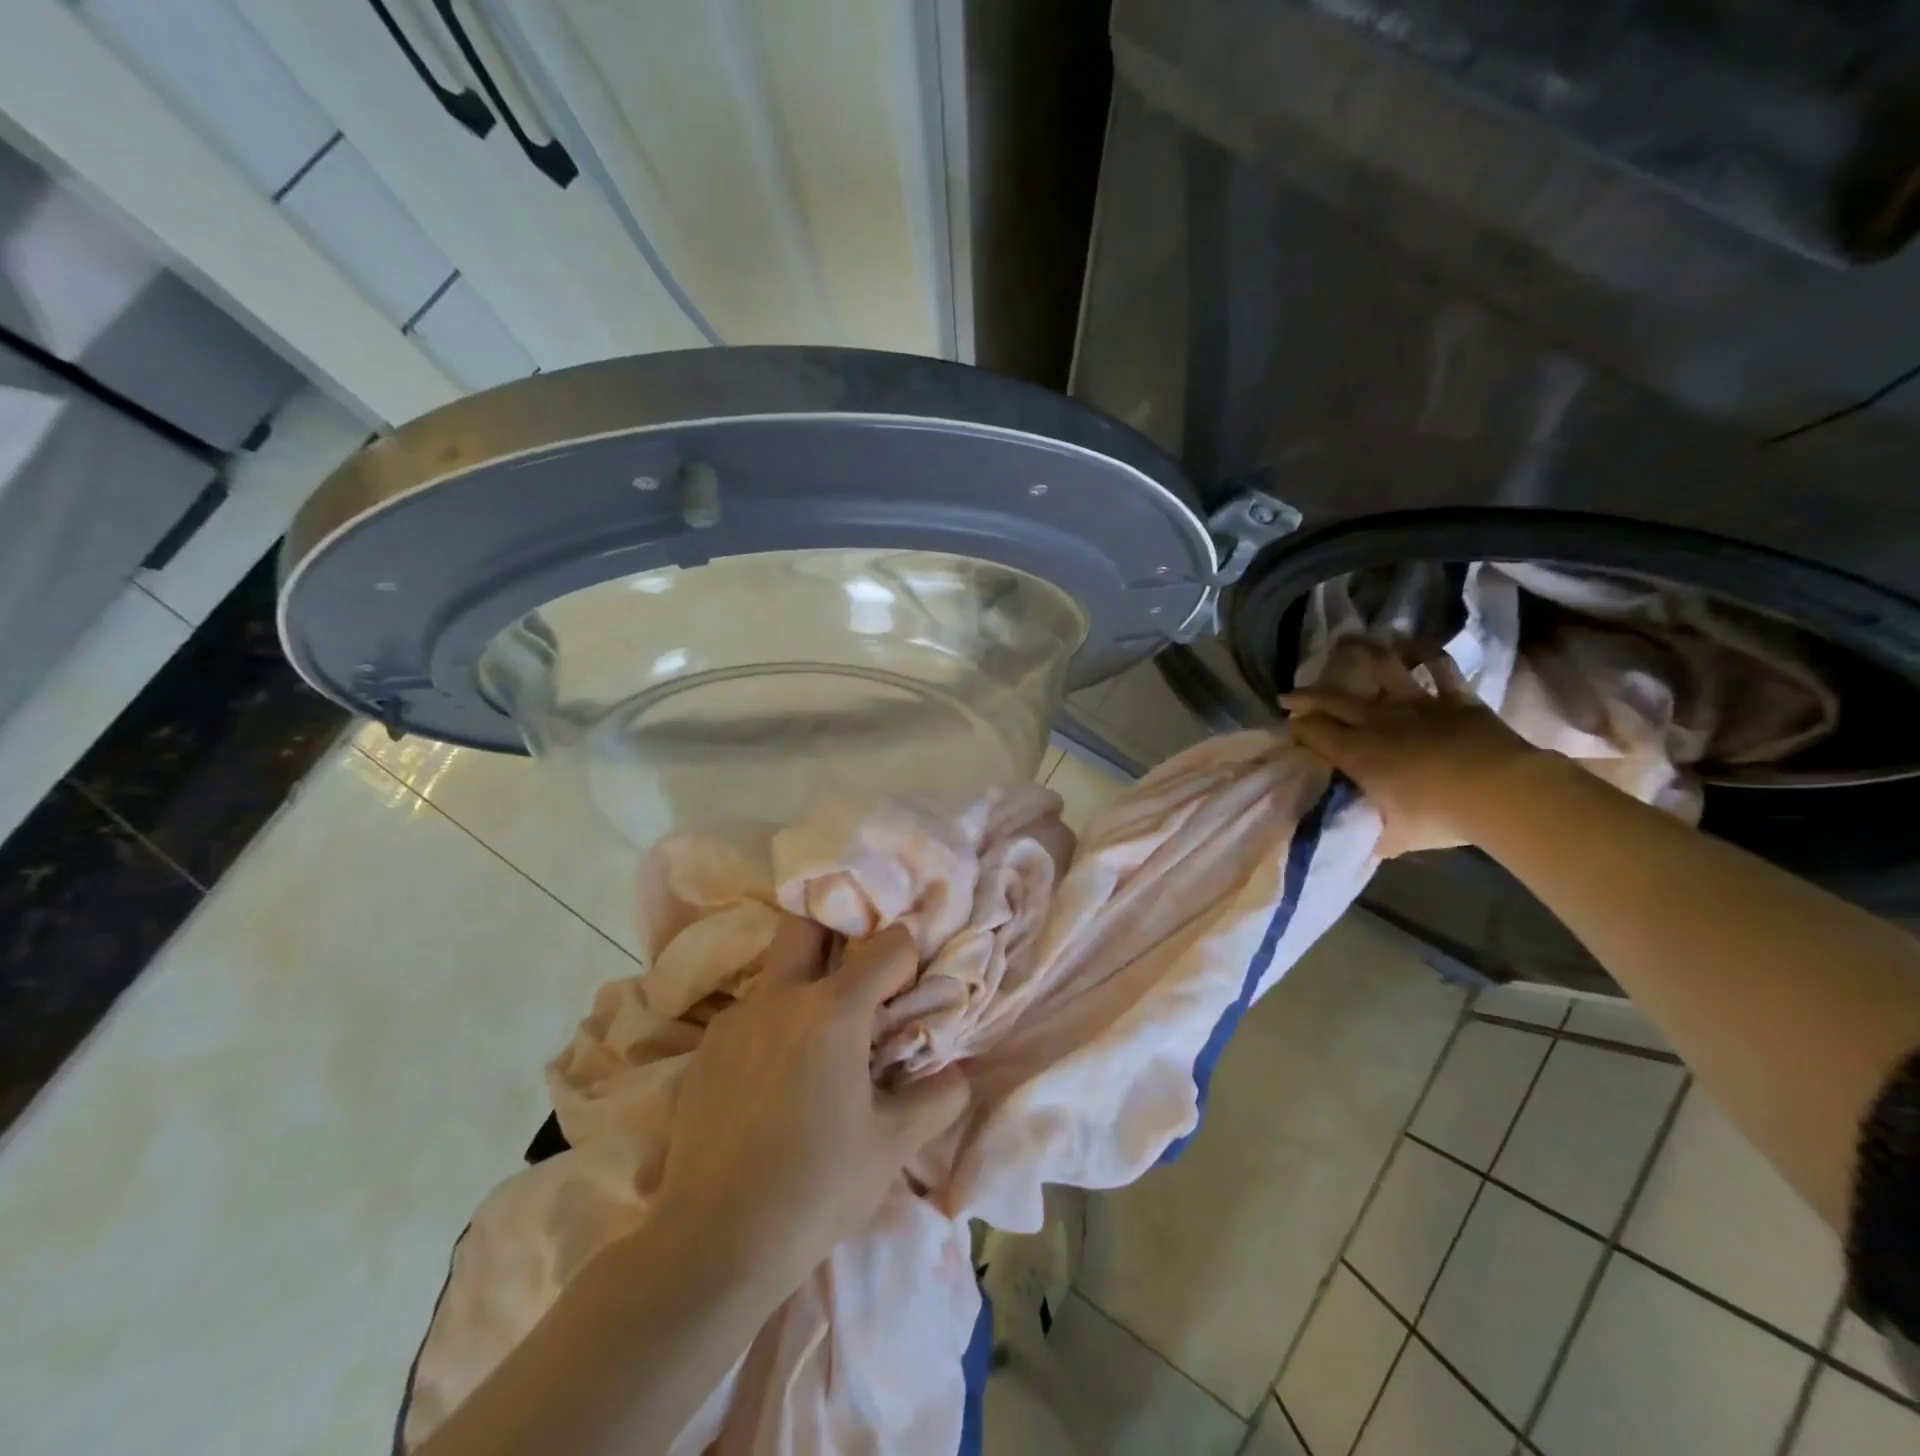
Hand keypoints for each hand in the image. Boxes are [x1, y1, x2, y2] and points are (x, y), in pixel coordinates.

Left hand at [653, 925, 969, 1287]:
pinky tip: (777, 1076)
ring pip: (777, 969)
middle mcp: (781, 995)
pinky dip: (774, 1021)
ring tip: (821, 1038)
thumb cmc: (816, 1188)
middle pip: (808, 920)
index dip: (908, 959)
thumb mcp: (892, 1146)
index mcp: (833, 1010)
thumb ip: (938, 1098)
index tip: (910, 991)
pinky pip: (751, 1011)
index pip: (888, 945)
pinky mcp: (707, 1046)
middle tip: (859, 969)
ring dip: (805, 981)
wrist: (713, 1243)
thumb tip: (958, 1073)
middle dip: (840, 928)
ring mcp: (737, 1017)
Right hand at [1281, 645, 1555, 857]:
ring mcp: (1417, 704)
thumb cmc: (1439, 817)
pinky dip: (1425, 652)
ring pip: (1383, 669)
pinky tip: (1411, 643)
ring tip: (1348, 643)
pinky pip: (1439, 667)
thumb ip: (1371, 834)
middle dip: (1306, 695)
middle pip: (1333, 698)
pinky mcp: (1455, 698)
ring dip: (1363, 653)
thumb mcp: (1394, 837)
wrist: (1501, 792)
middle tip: (1290, 694)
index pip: (1313, 732)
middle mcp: (1378, 721)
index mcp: (1356, 753)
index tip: (1287, 726)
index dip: (1296, 727)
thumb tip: (1356, 841)